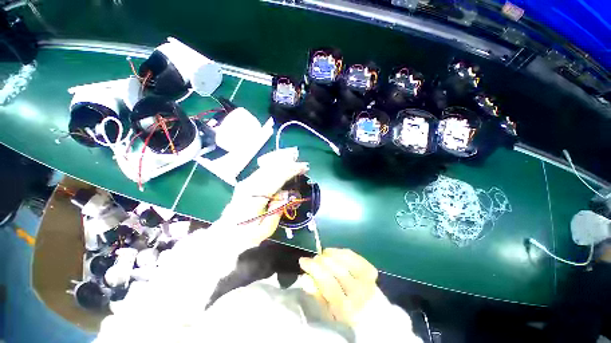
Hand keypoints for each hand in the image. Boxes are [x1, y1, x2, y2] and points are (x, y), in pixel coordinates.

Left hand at [220, 149, 308, 245]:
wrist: (225, 235)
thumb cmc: (247, 235)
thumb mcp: (265, 229)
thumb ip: (277, 210)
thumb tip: (286, 194)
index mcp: (254, 197)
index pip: (276, 177)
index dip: (291, 170)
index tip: (303, 168)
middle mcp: (249, 185)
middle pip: (272, 169)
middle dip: (289, 164)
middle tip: (302, 164)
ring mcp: (246, 183)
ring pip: (267, 167)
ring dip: (282, 163)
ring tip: (295, 161)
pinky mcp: (246, 183)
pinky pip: (262, 170)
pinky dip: (274, 166)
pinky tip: (282, 165)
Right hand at [299, 248, 378, 324]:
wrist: (372, 313)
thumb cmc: (345, 313)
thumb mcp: (327, 311)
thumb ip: (316, 293)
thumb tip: (305, 276)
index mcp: (346, 307)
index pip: (326, 280)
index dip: (313, 267)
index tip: (303, 260)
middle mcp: (358, 291)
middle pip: (335, 267)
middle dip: (320, 259)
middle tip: (313, 260)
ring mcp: (366, 279)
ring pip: (343, 257)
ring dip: (329, 253)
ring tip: (323, 256)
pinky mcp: (370, 269)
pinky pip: (351, 254)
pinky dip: (340, 251)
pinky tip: (334, 254)